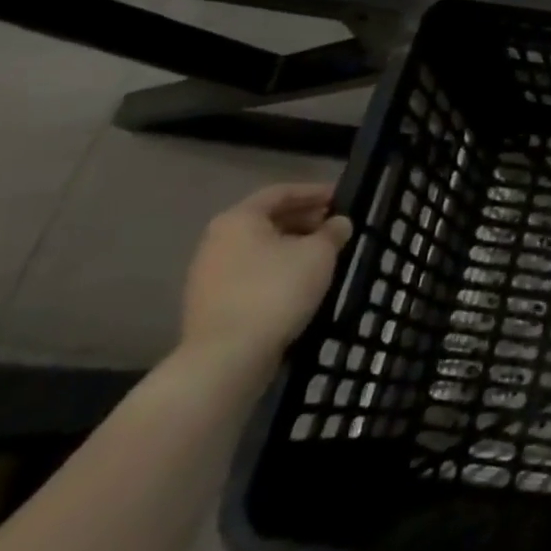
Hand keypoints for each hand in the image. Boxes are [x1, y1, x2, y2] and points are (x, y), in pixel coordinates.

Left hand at [180, 184, 351, 370]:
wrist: (226, 358)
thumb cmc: (276, 290)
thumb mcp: (319, 254)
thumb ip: (333, 232)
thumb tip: (338, 223)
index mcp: (239, 220)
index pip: (281, 193)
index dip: (314, 192)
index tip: (341, 198)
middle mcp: (217, 241)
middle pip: (267, 220)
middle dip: (304, 220)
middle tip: (335, 227)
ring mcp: (209, 276)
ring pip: (259, 250)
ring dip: (292, 248)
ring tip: (323, 256)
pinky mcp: (211, 305)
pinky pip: (251, 275)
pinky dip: (277, 271)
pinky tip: (301, 284)